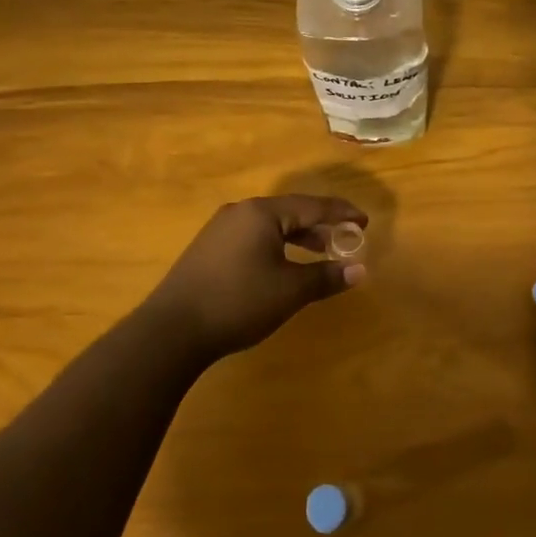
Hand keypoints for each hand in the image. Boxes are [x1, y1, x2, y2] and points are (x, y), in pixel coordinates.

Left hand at [145, 195, 368, 361]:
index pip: (312, 206)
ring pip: (270, 225)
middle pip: (290, 211)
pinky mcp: (208, 248)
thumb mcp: (289, 291)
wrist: (171, 330)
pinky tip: (282, 265)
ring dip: (298, 236)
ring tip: (319, 252)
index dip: (341, 213)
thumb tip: (359, 270)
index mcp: (262, 213)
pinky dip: (276, 245)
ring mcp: (220, 229)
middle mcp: (241, 212)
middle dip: (320, 225)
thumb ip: (325, 277)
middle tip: (345, 237)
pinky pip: (253, 236)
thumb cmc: (238, 302)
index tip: (364, 221)